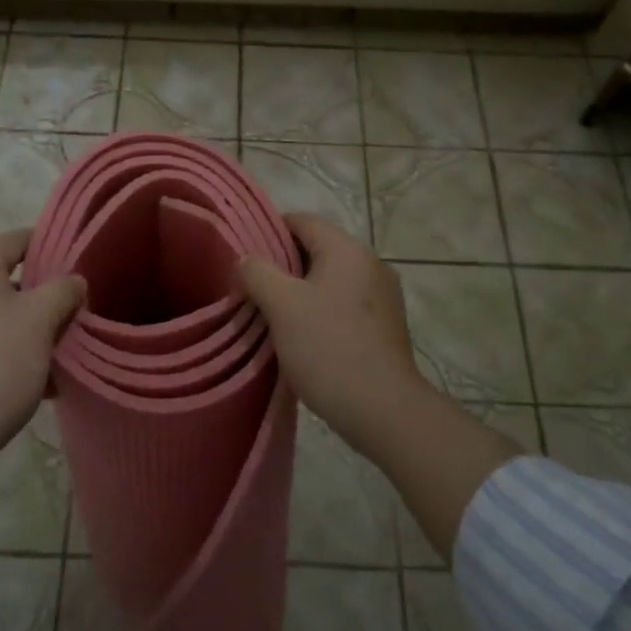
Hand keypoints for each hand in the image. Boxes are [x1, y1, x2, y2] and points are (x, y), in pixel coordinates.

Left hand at [0, 228, 86, 466]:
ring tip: (61, 351)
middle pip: (6, 279)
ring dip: (29, 328)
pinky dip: (8, 350)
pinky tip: (38, 379)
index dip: (52, 246)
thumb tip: (74, 281)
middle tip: (74, 312)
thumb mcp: (41, 320)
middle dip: (43, 296)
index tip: (80, 263)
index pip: (17, 239)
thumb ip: (63, 290)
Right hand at [239, 215, 520, 560]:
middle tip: (252, 286)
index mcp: (348, 250)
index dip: (269, 230)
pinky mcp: (386, 325)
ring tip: (272, 313)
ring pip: (331, 279)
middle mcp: (370, 264)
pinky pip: (345, 303)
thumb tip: (246, 258)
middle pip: (318, 249)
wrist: (384, 410)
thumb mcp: (282, 306)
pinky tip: (303, 336)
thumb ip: (258, 273)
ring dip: (301, 290)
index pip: (303, 221)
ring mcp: (383, 296)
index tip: (244, 252)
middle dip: (283, 264)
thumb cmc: (329, 348)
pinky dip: (321, 310)